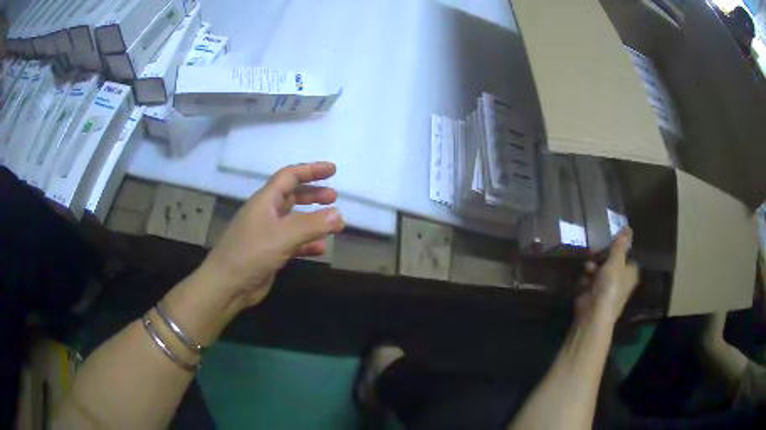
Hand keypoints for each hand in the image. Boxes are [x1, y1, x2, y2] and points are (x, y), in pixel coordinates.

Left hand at [196, 162, 344, 309]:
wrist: (227, 285)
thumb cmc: (251, 253)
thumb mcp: (283, 236)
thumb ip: (312, 224)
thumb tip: (338, 214)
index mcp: (265, 201)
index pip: (289, 176)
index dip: (311, 170)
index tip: (333, 170)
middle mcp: (266, 213)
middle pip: (292, 196)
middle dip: (313, 194)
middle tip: (334, 196)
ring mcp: (267, 234)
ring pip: (294, 220)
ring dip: (313, 219)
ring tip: (334, 223)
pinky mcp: (270, 253)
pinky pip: (293, 243)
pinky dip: (307, 243)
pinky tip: (321, 249)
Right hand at [576, 228, 638, 323]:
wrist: (593, 313)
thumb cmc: (610, 286)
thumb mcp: (616, 261)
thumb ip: (620, 244)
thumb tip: (628, 226)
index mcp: (630, 274)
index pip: (628, 258)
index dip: (620, 250)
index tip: (611, 241)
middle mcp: (620, 281)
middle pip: (612, 263)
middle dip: (603, 258)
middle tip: (596, 250)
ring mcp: (606, 289)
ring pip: (599, 272)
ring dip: (592, 268)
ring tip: (587, 267)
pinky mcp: (593, 295)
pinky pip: (589, 282)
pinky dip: (585, 279)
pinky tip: (582, 279)